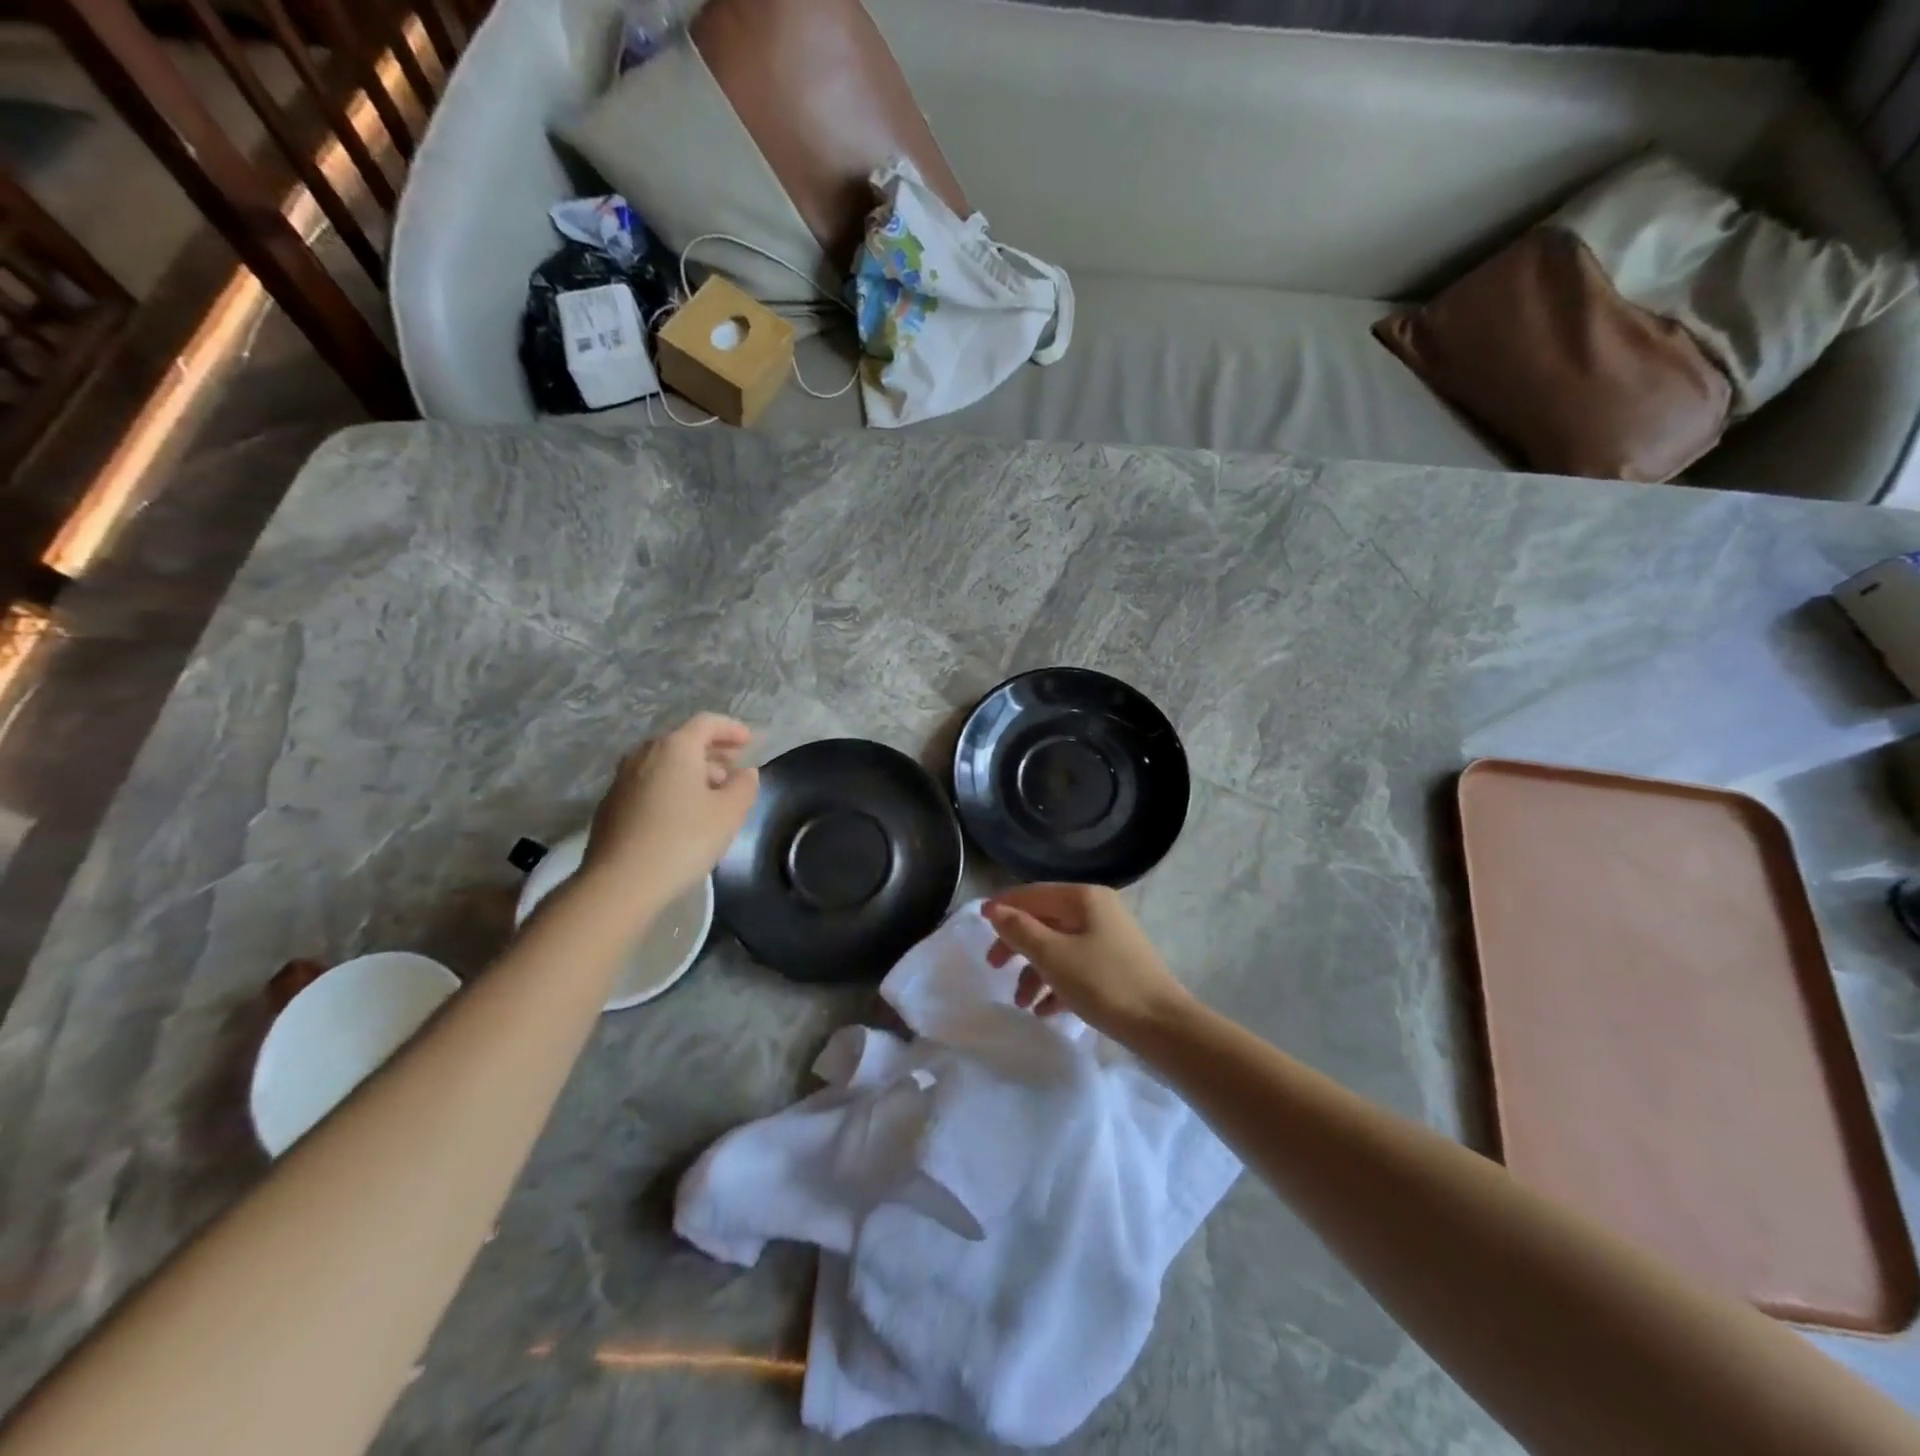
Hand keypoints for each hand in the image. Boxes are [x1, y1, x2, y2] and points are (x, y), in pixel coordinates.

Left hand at [583, 714, 757, 900]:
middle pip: (683, 741)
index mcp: (675, 747)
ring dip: (691, 771)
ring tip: (712, 793)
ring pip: (664, 763)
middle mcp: (644, 753)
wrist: (620, 882)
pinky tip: (682, 813)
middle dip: (712, 751)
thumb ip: (744, 786)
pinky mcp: (611, 804)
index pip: (707, 723)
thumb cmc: (682, 840)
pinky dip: (670, 787)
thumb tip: (745, 773)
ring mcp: (622, 778)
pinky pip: (649, 783)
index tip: (750, 741)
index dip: (731, 729)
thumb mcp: (729, 813)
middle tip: (734, 768)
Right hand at [982, 883, 1194, 1040]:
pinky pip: (1076, 966)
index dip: (1004, 907)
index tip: (978, 927)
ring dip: (1035, 972)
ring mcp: (1108, 937)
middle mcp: (1097, 909)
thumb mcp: (1053, 956)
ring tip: (1022, 1004)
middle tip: (994, 968)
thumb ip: (1019, 930)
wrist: (1162, 1026)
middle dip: (1017, 945)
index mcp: (1083, 898)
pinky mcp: (1115, 965)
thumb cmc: (1103, 983)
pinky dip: (1057, 984)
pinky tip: (1046, 1011)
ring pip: (1059, 946)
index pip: (1033, 893)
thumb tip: (994, 909)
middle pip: (1044, 920)